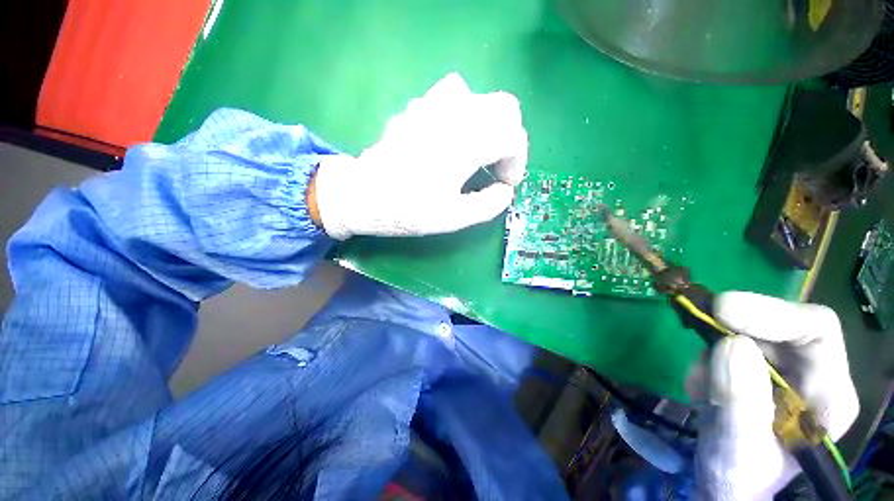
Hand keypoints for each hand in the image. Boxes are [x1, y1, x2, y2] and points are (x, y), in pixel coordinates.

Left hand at [309, 73, 527, 239]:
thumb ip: (488, 205)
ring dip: (489, 125)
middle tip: (496, 168)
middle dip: (509, 139)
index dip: (517, 162)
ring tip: (478, 154)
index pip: (513, 136)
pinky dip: (466, 116)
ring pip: (482, 99)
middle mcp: (456, 113)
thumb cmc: (407, 209)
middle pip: (505, 109)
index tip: (506, 184)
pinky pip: (456, 97)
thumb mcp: (453, 218)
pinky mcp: (420, 106)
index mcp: (467, 141)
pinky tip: (453, 140)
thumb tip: (505, 191)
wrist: (363, 194)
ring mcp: (435, 103)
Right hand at [693, 292, 858, 499]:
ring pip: (746, 333)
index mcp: (829, 395)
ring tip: (699, 387)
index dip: (772, 312)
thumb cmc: (738, 477)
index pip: (816, 331)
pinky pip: (725, 344)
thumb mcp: (736, 450)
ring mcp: (781, 369)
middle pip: (780, 325)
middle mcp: (812, 374)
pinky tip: (700, 387)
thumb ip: (739, 403)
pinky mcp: (753, 367)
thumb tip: (731, 343)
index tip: (721, 309)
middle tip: (696, 323)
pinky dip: (705, 359)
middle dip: (735, 325)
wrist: (723, 483)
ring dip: (713, 349)